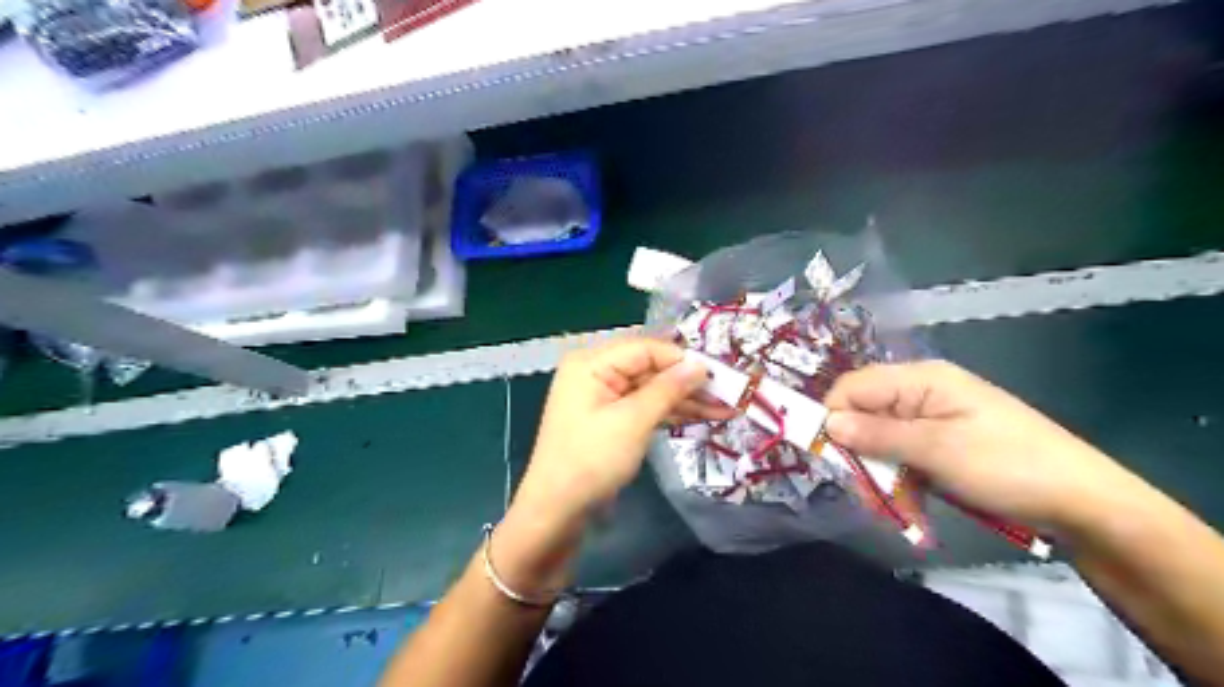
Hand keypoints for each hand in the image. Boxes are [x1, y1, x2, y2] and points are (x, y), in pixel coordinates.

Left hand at [491, 336, 718, 592]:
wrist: (556, 511)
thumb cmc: (591, 461)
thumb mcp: (633, 422)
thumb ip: (667, 389)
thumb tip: (699, 365)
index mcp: (591, 363)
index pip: (646, 349)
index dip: (683, 359)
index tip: (720, 373)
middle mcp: (596, 373)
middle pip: (650, 368)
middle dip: (689, 382)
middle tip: (730, 392)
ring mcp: (602, 397)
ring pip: (651, 389)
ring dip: (686, 400)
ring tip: (727, 409)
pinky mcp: (609, 419)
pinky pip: (644, 407)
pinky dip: (670, 413)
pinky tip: (702, 417)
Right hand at [815, 360, 1141, 530]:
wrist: (1086, 504)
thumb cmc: (1008, 466)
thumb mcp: (937, 450)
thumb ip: (877, 435)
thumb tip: (826, 423)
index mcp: (920, 379)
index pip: (852, 387)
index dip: (834, 418)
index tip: (831, 457)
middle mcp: (921, 393)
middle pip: (864, 416)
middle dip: (860, 456)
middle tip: (869, 496)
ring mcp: (933, 421)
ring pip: (881, 443)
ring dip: (882, 478)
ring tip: (898, 512)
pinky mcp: (942, 445)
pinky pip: (903, 459)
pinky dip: (902, 484)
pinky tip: (914, 510)